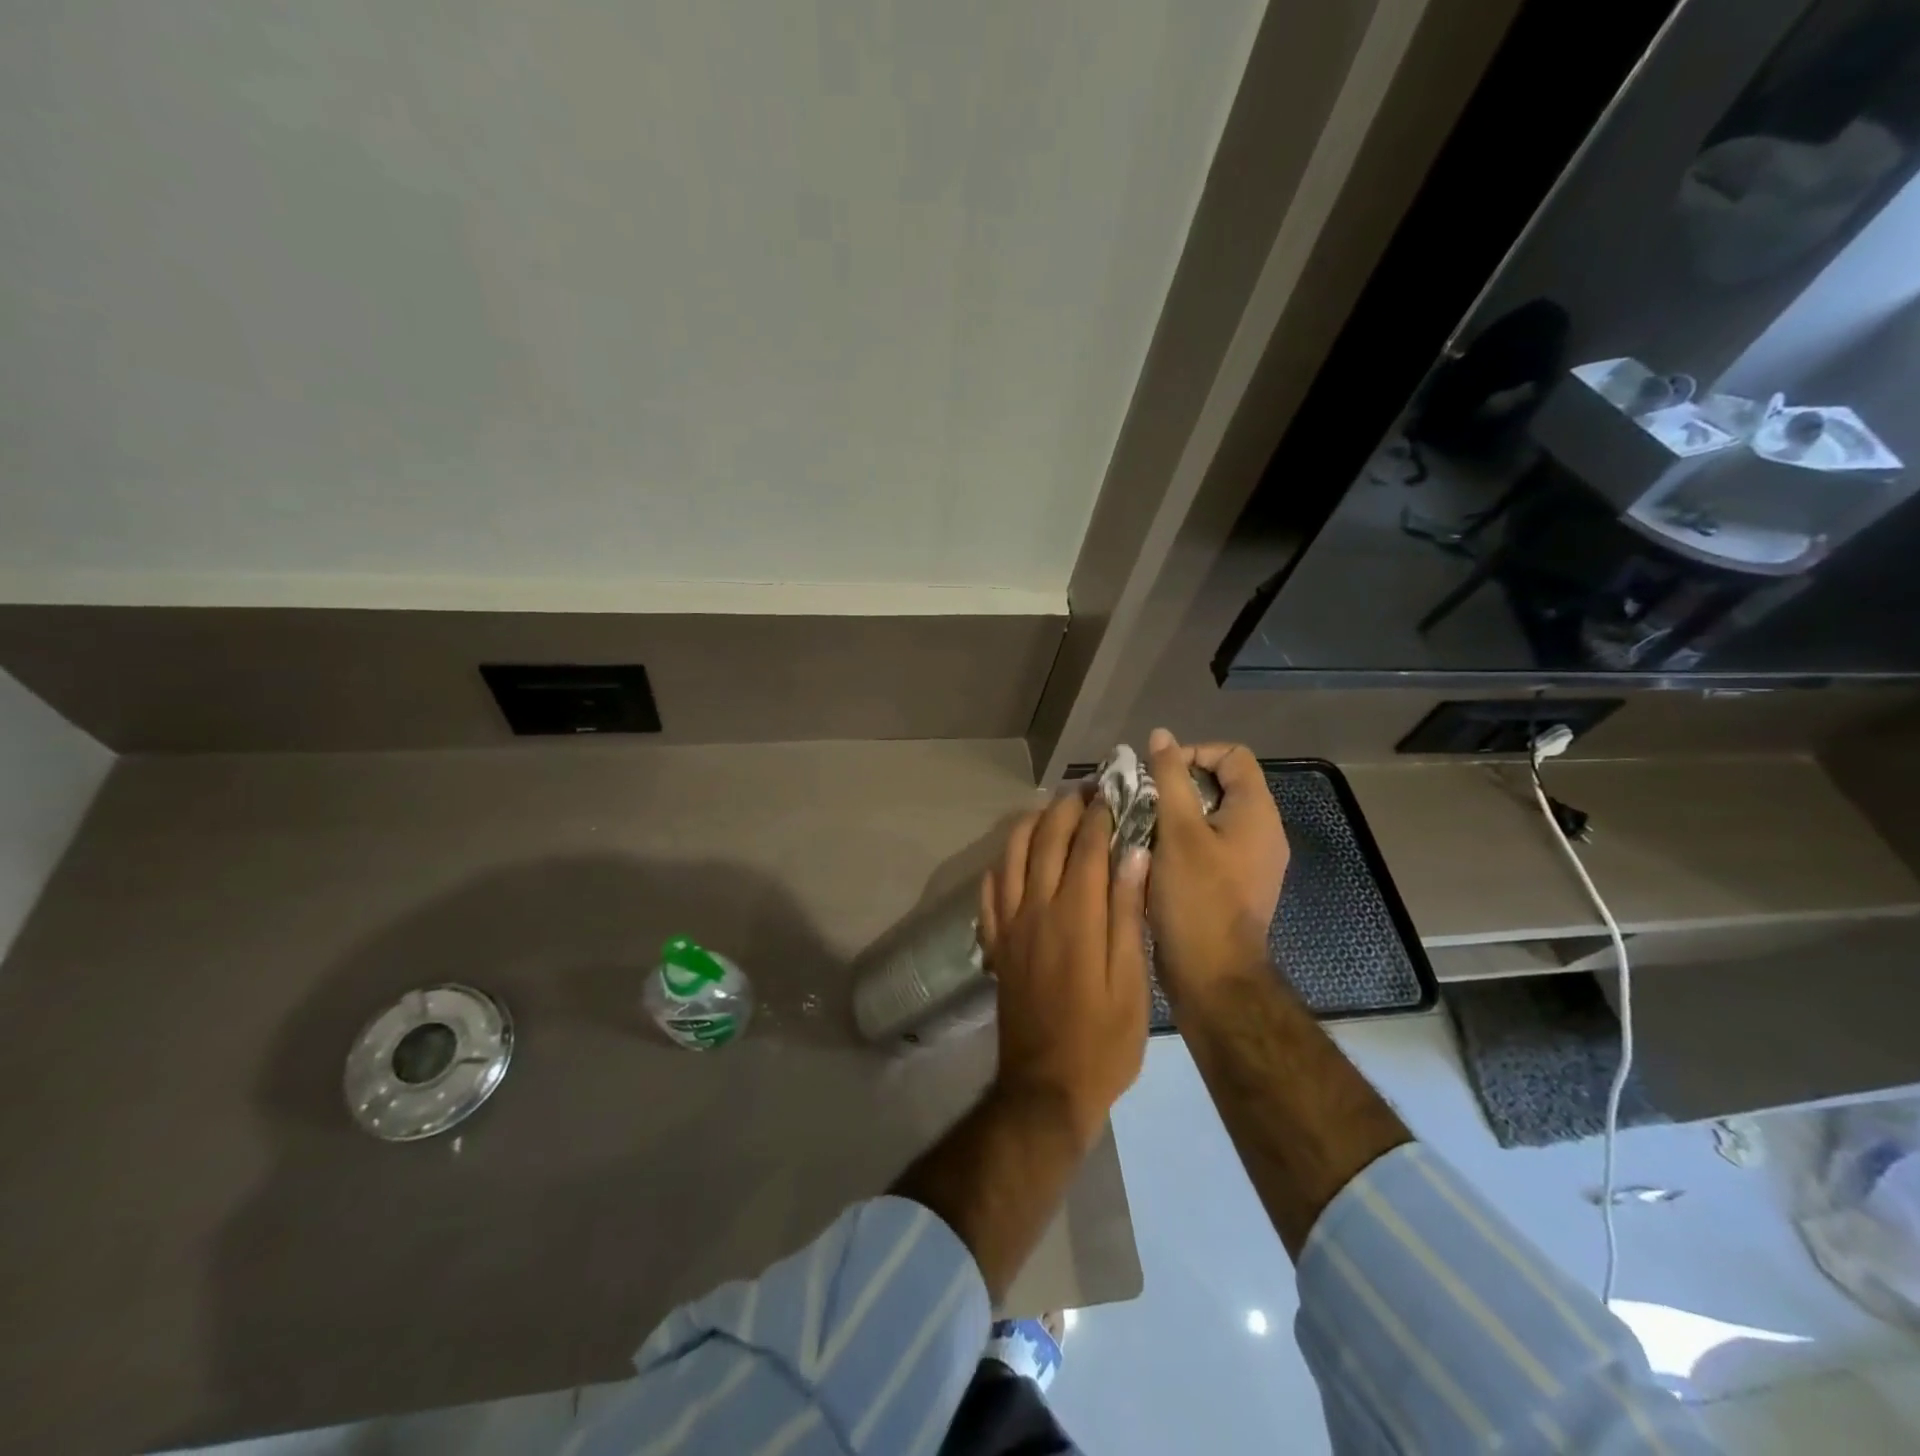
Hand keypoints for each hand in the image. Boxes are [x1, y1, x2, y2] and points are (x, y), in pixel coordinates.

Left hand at [977, 788, 1150, 1148]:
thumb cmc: (1103, 1041)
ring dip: (1031, 825)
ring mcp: (1009, 925)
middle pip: (1046, 840)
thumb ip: (1128, 914)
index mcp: (1076, 916)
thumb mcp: (1132, 983)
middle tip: (1085, 789)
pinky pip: (990, 890)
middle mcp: (1036, 909)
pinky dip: (1002, 863)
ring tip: (1050, 810)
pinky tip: (1013, 857)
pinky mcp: (995, 944)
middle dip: (1066, 808)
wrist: (1045, 1087)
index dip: (1100, 814)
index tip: (1113, 790)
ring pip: (1012, 856)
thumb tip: (1135, 853)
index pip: (1087, 846)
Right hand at [1145, 728, 1289, 999]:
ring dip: (1172, 815)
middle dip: (1176, 786)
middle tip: (1139, 800)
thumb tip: (1161, 736)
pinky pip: (1206, 847)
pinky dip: (1178, 842)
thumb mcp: (1177, 831)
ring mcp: (1248, 862)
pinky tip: (1148, 856)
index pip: (1232, 756)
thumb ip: (1168, 779)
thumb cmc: (1196, 898)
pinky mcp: (1232, 886)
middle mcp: (1260, 833)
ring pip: (1209, 818)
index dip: (1193, 754)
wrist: (1213, 977)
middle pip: (1219, 786)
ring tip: (1137, 826)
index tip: (1156, 775)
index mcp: (1256, 813)